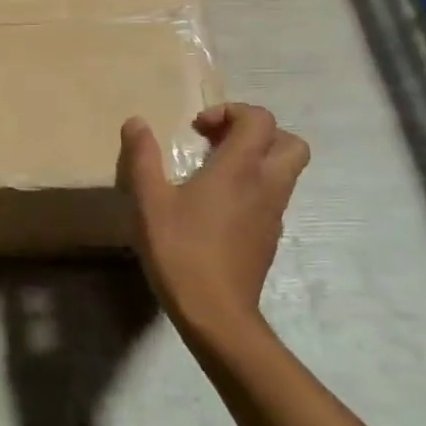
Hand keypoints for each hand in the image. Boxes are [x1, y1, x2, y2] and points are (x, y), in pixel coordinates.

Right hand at [118, 103, 309, 335]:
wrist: (216, 314)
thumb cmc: (181, 251)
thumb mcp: (149, 201)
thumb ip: (143, 157)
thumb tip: (136, 121)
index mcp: (240, 169)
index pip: (259, 119)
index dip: (231, 111)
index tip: (198, 129)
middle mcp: (266, 185)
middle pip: (289, 142)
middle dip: (256, 132)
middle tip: (218, 142)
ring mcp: (273, 214)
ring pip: (285, 170)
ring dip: (256, 159)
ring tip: (213, 172)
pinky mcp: (270, 237)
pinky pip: (272, 196)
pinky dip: (252, 187)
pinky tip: (216, 206)